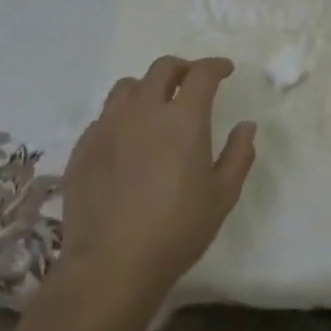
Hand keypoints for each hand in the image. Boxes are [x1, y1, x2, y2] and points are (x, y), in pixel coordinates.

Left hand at [58, 56, 257, 306]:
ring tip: (156, 105)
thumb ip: (239, 155)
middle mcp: (143, 111)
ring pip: (127, 86)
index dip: (216, 66)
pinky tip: (127, 138)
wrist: (111, 265)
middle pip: (162, 68)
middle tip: (192, 82)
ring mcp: (108, 126)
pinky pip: (105, 116)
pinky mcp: (83, 146)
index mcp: (183, 119)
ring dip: (148, 87)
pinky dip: (122, 115)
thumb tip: (246, 126)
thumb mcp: (222, 196)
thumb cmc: (177, 230)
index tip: (225, 70)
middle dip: (182, 68)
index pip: (202, 74)